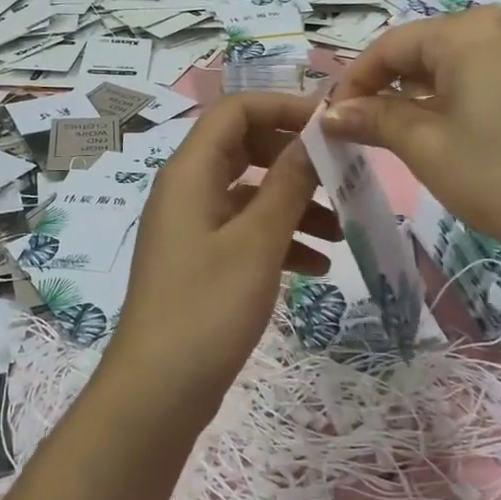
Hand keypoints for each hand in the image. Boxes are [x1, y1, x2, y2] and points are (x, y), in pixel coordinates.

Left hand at [102, 93, 339, 420]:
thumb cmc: (207, 308)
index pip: (234, 110)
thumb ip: (288, 184)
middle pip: (245, 149)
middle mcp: (187, 190)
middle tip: (341, 174)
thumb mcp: (257, 242)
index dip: (282, 107)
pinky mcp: (202, 261)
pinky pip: (245, 232)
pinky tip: (318, 266)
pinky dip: (280, 240)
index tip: (329, 124)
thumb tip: (313, 137)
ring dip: (295, 204)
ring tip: (342, 231)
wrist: (159, 391)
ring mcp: (193, 227)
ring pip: (250, 194)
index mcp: (190, 172)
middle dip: (294, 159)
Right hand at [321, 7, 500, 264]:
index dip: (354, 81)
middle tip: (360, 129)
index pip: (391, 45)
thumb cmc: (497, 174)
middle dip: (386, 88)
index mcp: (468, 31)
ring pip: (454, 65)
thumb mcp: (424, 145)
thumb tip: (329, 113)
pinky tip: (446, 134)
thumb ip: (373, 118)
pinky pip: (484, 78)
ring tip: (397, 135)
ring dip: (418, 96)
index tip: (331, 118)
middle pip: (423, 50)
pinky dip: (454, 100)